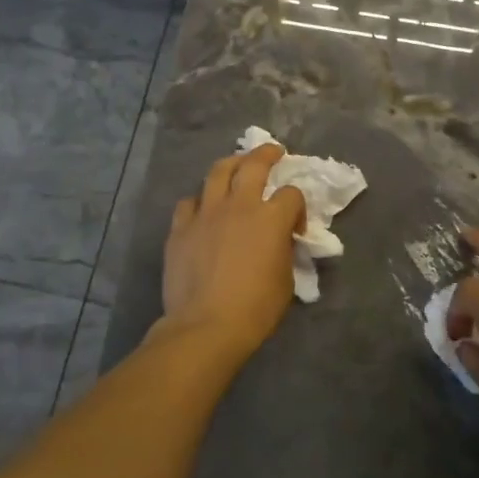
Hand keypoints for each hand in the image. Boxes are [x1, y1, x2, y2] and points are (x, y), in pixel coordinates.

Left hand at [159, 144, 305, 358]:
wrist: (206, 326)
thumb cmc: (255, 309)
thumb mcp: (285, 280)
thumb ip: (283, 251)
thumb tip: (278, 242)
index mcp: (271, 219)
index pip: (291, 194)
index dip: (298, 207)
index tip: (296, 227)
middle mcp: (239, 206)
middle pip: (253, 165)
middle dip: (266, 154)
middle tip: (273, 151)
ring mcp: (206, 213)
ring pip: (217, 172)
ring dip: (231, 164)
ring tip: (236, 164)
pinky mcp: (180, 228)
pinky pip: (188, 202)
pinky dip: (199, 201)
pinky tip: (202, 207)